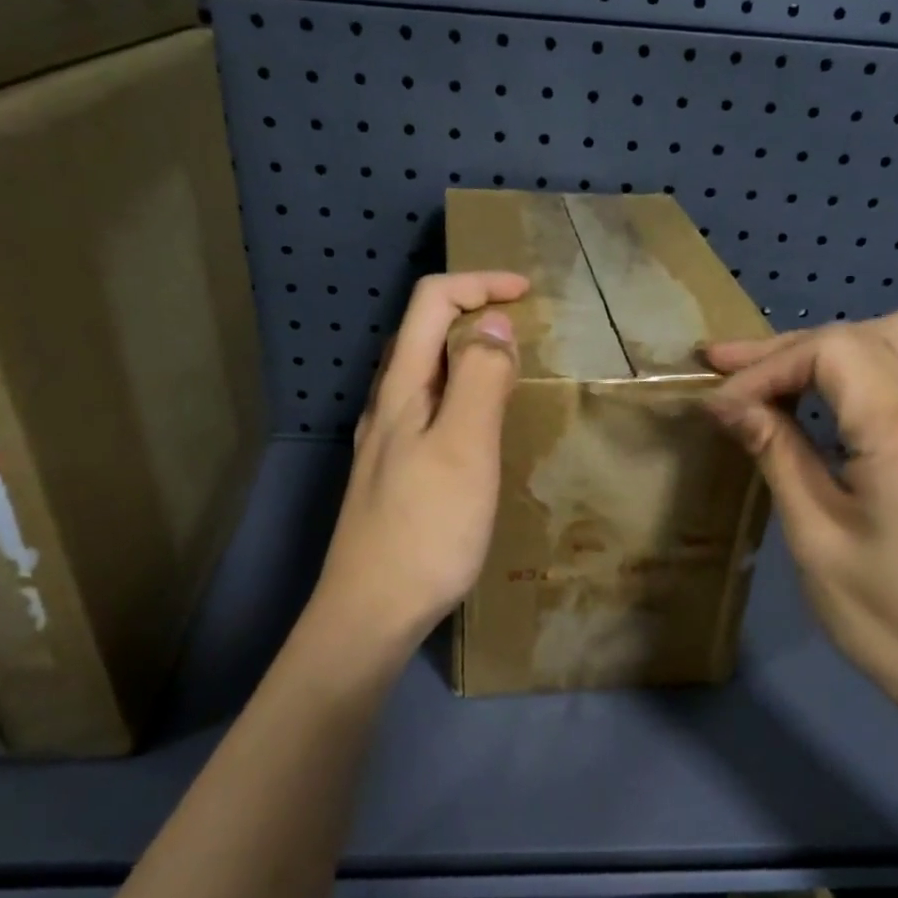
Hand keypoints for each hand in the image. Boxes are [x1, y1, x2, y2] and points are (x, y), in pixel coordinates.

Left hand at [307, 272, 528, 670]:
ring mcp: (387, 440)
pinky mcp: (396, 471)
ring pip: (425, 371)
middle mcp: (386, 404)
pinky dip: (462, 391)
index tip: (527, 293)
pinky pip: (430, 407)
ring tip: (511, 368)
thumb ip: (480, 380)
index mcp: (400, 388)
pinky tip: (481, 424)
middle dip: (473, 310)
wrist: (371, 613)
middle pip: (423, 331)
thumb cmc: (425, 529)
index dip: (479, 284)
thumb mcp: (463, 448)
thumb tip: (495, 324)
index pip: (431, 303)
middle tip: (525, 327)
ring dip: (467, 352)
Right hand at [704, 313, 897, 737]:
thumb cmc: (885, 617)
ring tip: (772, 376)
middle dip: (787, 348)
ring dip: (828, 349)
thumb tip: (729, 404)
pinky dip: (859, 370)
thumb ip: (776, 453)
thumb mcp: (814, 536)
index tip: (721, 406)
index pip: (830, 352)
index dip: (765, 367)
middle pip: (861, 334)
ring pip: (895, 340)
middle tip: (726, 367)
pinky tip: (823, 402)